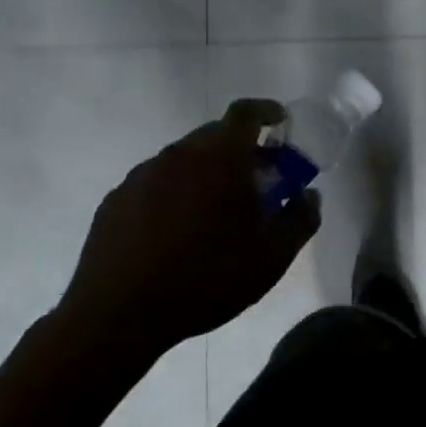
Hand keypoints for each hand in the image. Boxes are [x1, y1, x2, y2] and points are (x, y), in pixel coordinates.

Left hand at [54, 99, 320, 377]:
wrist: (117, 315)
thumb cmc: (206, 278)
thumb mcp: (272, 256)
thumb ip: (300, 219)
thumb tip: (309, 196)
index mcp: (220, 157)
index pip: (246, 112)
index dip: (266, 111)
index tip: (281, 122)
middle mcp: (179, 153)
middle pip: (215, 134)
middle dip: (241, 148)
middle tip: (257, 178)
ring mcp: (142, 175)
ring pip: (184, 159)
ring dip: (206, 172)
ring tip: (216, 211)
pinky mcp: (115, 200)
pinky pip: (155, 183)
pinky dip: (174, 193)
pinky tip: (176, 232)